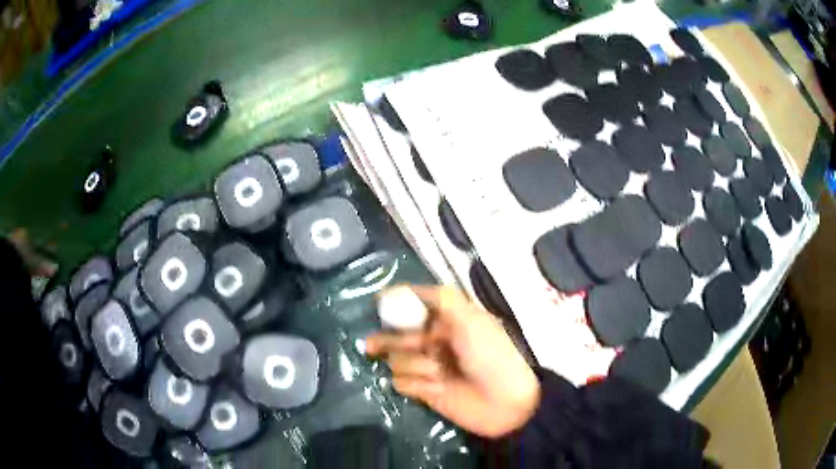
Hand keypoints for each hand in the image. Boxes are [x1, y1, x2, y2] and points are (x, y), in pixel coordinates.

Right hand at [366, 286, 539, 437]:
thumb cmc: (491, 356)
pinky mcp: (422, 390)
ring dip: (414, 365)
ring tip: (439, 374)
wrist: (504, 402)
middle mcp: (432, 340)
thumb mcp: (472, 320)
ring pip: (396, 359)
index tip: (380, 305)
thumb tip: (398, 289)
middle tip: (385, 345)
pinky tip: (437, 389)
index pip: (410, 307)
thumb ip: (440, 299)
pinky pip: (400, 382)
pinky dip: (416, 384)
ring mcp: (426, 366)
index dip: (395, 306)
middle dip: (394, 338)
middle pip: (396, 333)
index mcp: (446, 320)